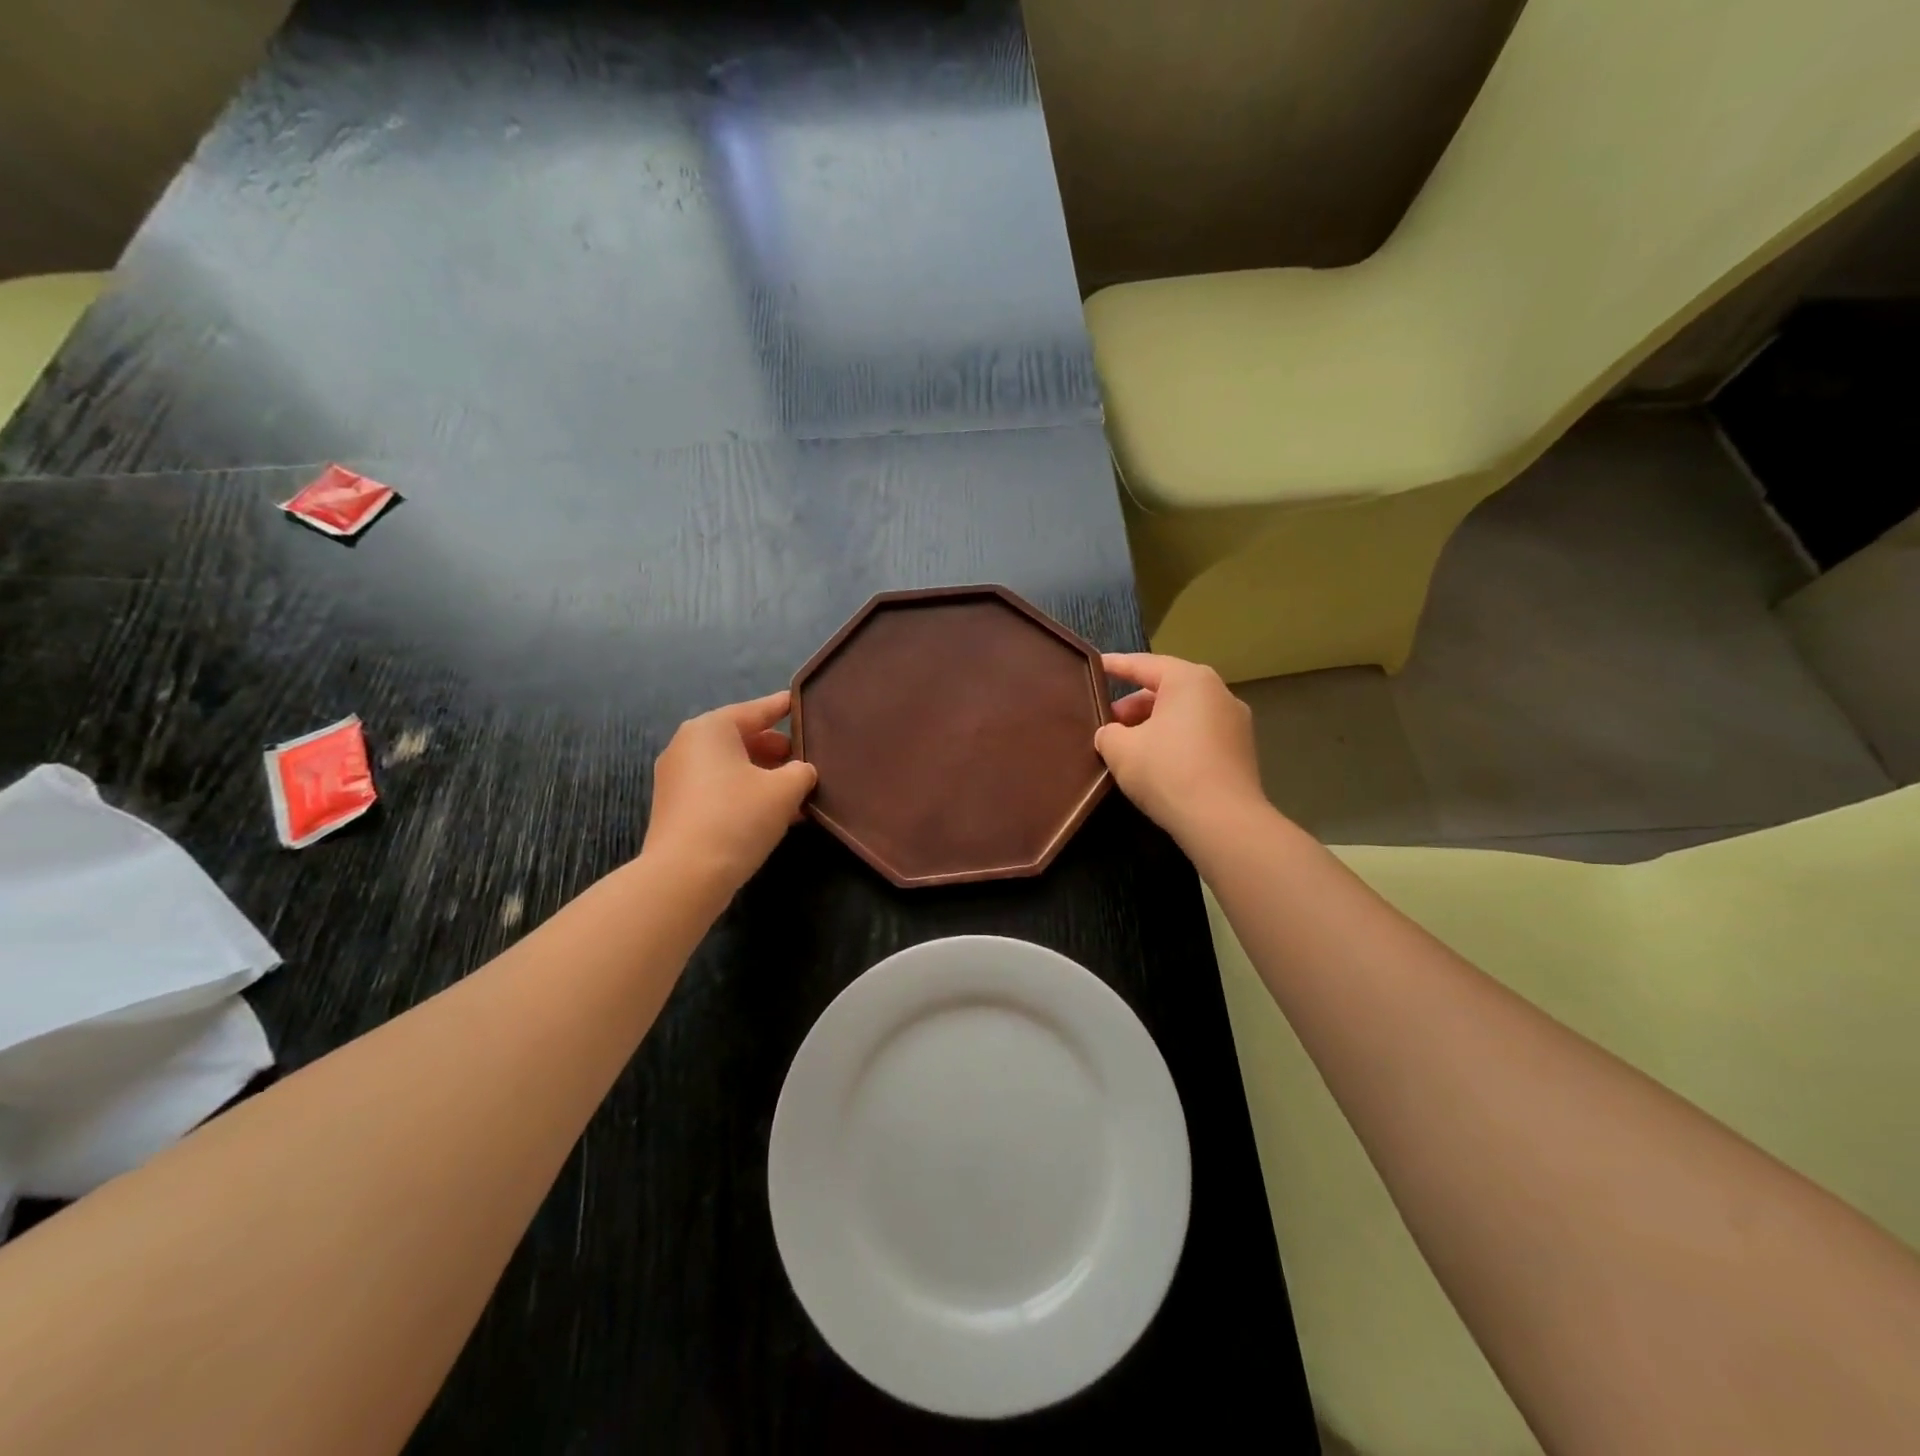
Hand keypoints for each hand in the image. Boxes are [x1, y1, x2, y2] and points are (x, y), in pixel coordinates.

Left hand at [643, 691, 816, 897]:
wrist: (685, 876)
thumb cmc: (738, 817)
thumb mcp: (785, 790)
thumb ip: (801, 771)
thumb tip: (800, 772)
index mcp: (710, 729)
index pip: (756, 710)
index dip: (784, 707)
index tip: (802, 702)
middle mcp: (687, 746)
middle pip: (742, 739)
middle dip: (777, 751)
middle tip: (807, 760)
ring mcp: (676, 778)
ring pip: (731, 768)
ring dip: (764, 777)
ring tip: (797, 792)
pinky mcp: (676, 808)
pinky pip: (718, 790)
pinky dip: (745, 794)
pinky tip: (774, 814)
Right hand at [1095, 653, 1266, 844]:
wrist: (1222, 822)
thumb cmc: (1167, 771)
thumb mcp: (1120, 749)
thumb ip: (1109, 733)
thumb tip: (1112, 734)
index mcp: (1190, 680)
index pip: (1144, 665)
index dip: (1116, 666)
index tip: (1095, 665)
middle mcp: (1219, 693)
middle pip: (1167, 690)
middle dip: (1134, 705)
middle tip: (1107, 723)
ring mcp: (1236, 724)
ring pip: (1184, 715)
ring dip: (1154, 725)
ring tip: (1128, 746)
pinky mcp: (1241, 753)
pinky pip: (1199, 736)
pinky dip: (1175, 742)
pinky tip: (1155, 764)